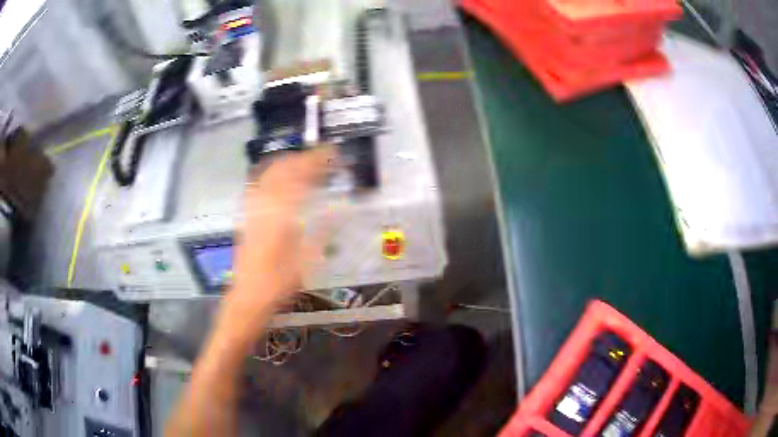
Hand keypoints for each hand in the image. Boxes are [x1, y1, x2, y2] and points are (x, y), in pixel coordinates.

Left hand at [217, 147, 333, 345]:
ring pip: (268, 173)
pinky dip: (271, 174)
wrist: (249, 295)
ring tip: (303, 162)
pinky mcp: (246, 215)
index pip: (301, 176)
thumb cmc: (280, 282)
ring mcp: (252, 208)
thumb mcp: (308, 259)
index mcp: (282, 214)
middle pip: (283, 169)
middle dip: (303, 158)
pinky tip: (278, 177)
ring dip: (287, 163)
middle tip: (321, 157)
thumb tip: (341, 209)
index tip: (331, 154)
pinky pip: (257, 185)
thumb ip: (323, 230)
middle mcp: (264, 205)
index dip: (317, 161)